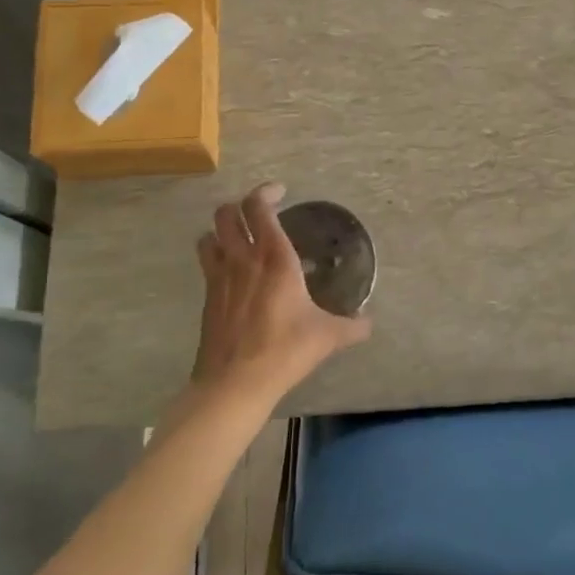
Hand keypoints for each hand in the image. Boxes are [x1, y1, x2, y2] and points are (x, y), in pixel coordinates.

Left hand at [192, 182, 371, 406]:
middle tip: (259, 212)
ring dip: (221, 229)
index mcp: (275, 258)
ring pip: (209, 234)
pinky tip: (233, 273)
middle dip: (240, 205)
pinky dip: (216, 255)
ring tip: (239, 237)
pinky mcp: (207, 298)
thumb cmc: (286, 350)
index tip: (280, 191)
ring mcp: (219, 277)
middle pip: (227, 213)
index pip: (259, 207)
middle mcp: (243, 259)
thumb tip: (369, 323)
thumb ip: (352, 326)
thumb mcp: (328, 336)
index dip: (266, 191)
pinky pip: (206, 262)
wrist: (235, 383)